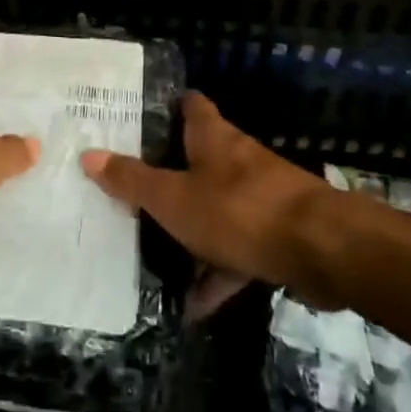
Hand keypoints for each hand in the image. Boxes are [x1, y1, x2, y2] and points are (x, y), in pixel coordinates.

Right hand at [81, 92, 336, 307]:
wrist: (321, 250)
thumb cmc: (238, 210)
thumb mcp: (173, 198)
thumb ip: (132, 180)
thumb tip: (88, 154)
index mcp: (213, 138)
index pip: (190, 105)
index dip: (166, 107)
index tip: (136, 119)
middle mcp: (238, 160)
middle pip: (199, 158)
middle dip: (169, 175)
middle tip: (131, 190)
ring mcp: (260, 197)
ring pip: (216, 208)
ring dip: (191, 231)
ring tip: (154, 255)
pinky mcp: (276, 234)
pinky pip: (237, 251)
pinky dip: (217, 273)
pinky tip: (195, 306)